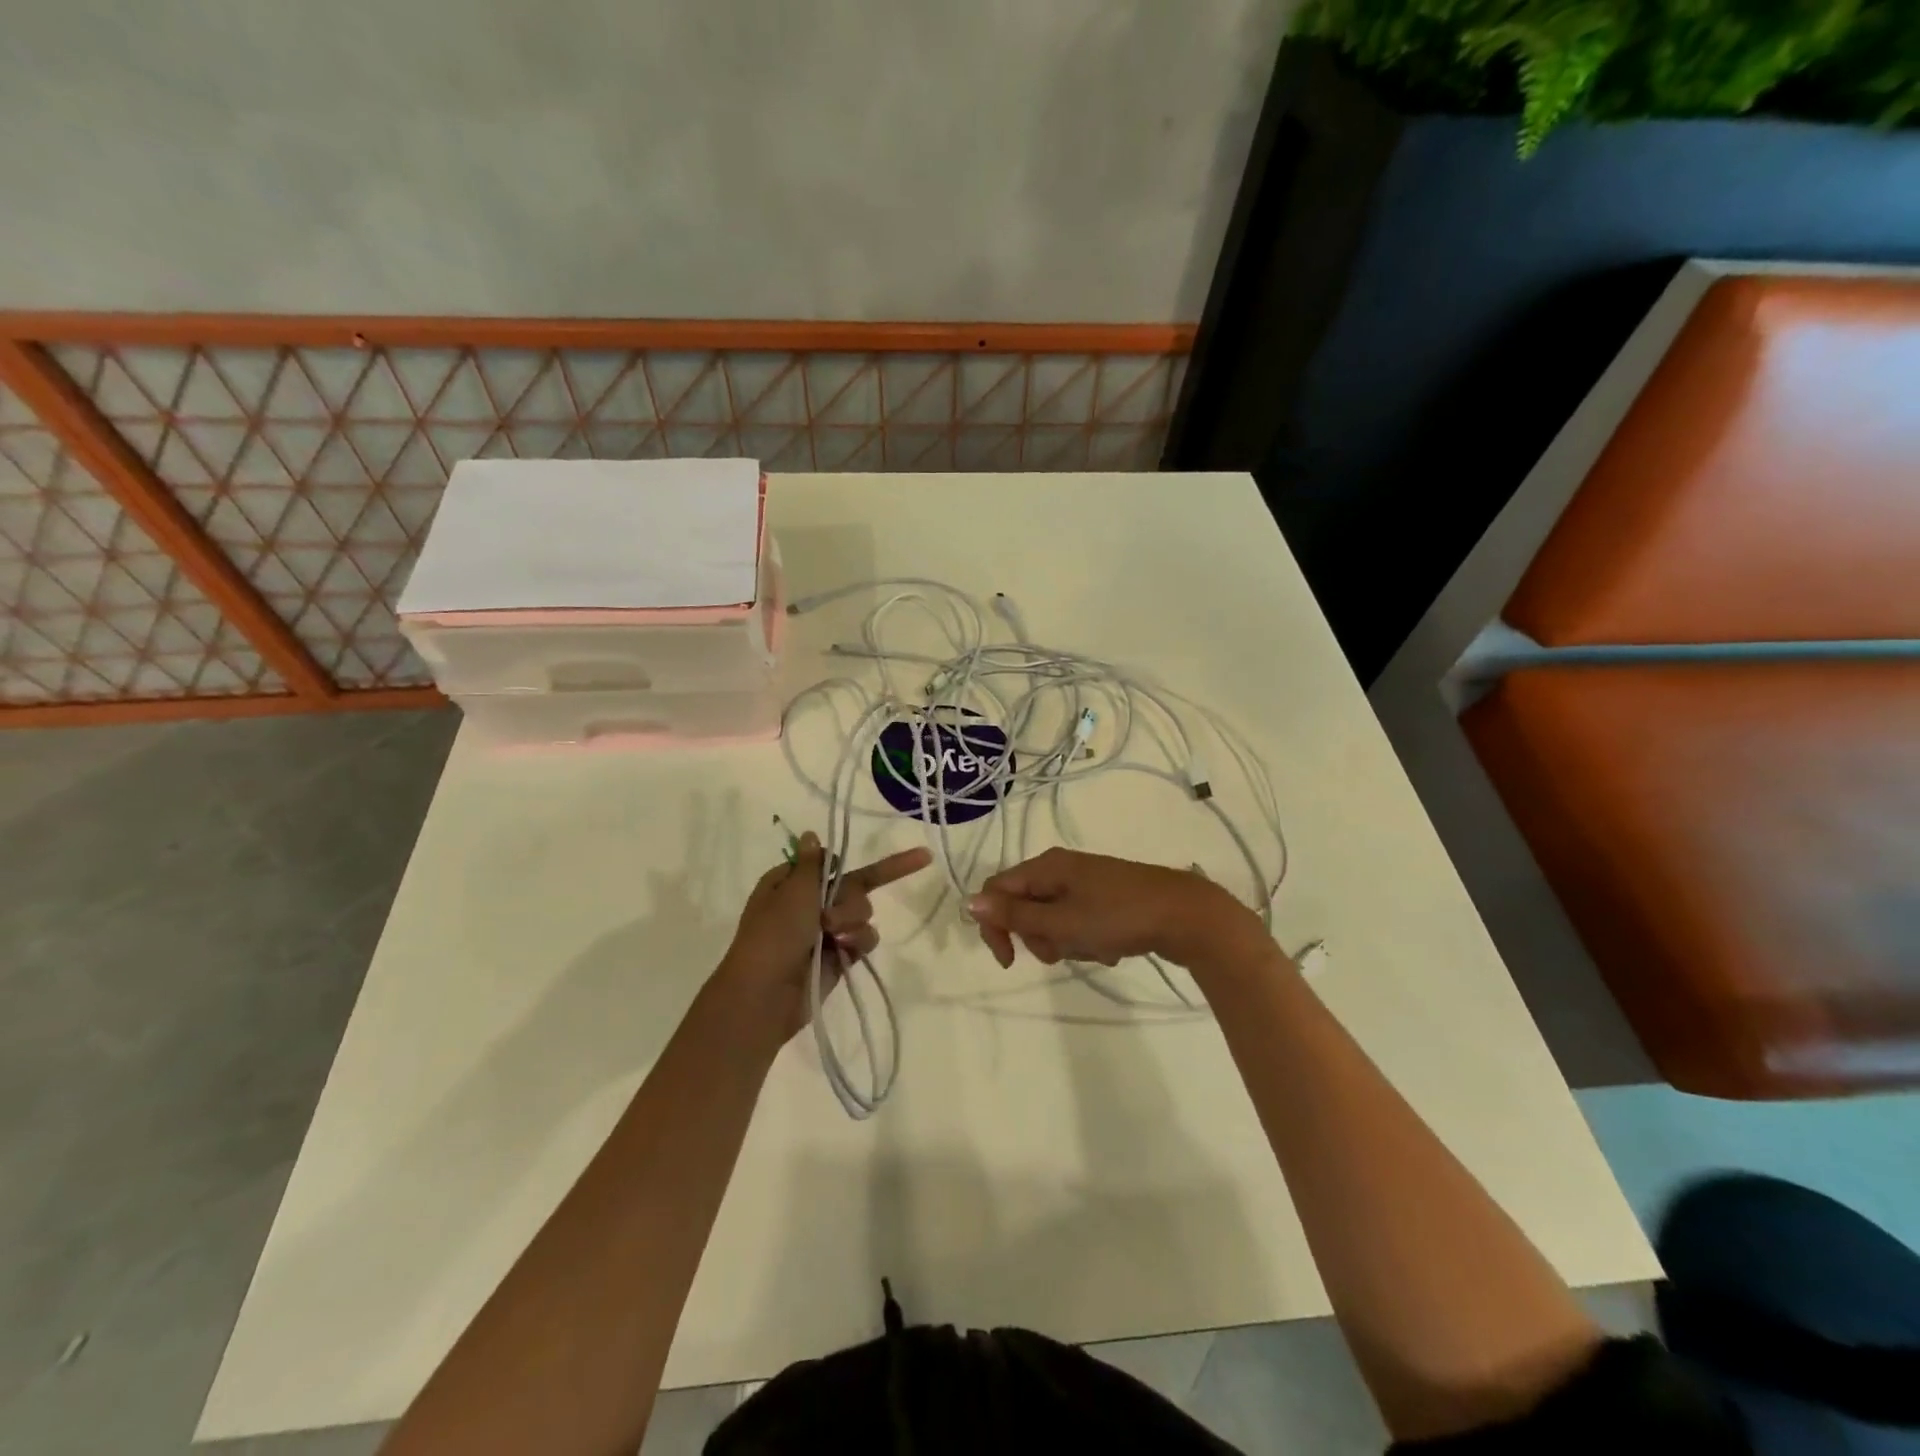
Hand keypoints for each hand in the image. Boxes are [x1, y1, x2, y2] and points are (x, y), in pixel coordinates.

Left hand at [712, 832, 932, 1048]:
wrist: (767, 995)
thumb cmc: (774, 935)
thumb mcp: (792, 890)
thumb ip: (812, 863)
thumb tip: (810, 834)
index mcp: (792, 883)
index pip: (831, 863)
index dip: (844, 865)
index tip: (857, 868)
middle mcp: (810, 904)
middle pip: (854, 887)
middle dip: (849, 901)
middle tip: (828, 919)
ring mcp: (826, 931)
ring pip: (862, 912)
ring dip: (853, 922)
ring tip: (834, 939)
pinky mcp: (840, 956)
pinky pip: (865, 938)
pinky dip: (858, 942)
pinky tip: (845, 952)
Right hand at [966, 848, 1262, 970]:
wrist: (1186, 916)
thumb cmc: (1119, 916)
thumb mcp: (1062, 921)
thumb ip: (1016, 915)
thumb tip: (970, 902)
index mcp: (1047, 866)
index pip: (998, 891)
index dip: (995, 925)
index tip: (1010, 961)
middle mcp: (1062, 869)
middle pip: (1026, 906)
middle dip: (1038, 937)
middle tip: (1063, 952)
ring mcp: (1087, 883)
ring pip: (1054, 919)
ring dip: (1066, 942)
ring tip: (1095, 949)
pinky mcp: (1107, 898)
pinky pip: (1080, 922)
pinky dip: (1088, 940)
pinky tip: (1111, 949)